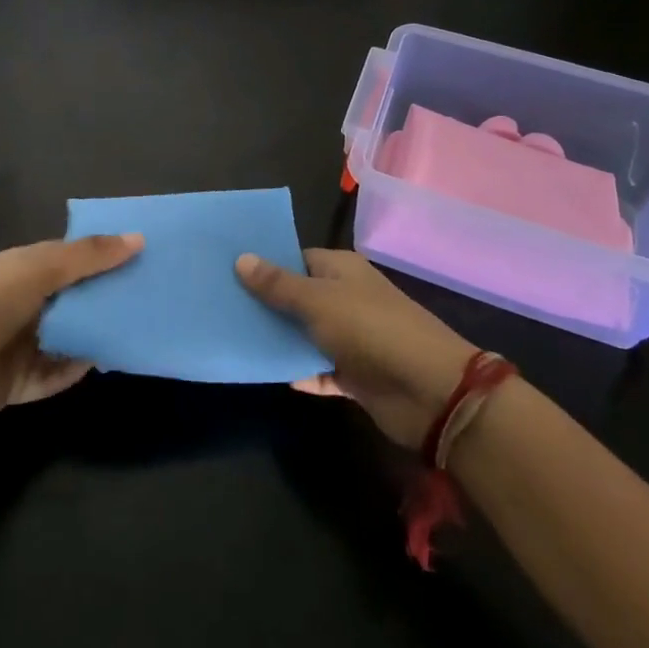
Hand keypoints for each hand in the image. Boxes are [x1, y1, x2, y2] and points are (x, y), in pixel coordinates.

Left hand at [0, 233, 141, 425]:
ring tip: (138, 331)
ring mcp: (23, 342)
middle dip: (106, 298)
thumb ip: (89, 255)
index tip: (144, 255)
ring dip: (95, 335)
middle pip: (75, 298)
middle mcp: (26, 302)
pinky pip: (59, 373)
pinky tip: (105, 361)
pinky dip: (77, 369)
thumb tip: (139, 238)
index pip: (72, 257)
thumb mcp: (42, 268)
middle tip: (150, 297)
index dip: (105, 254)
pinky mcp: (22, 380)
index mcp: (26, 268)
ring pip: (70, 337)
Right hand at [236, 249, 479, 447]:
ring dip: (279, 340)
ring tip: (233, 338)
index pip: (296, 259)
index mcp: (341, 270)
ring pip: (306, 334)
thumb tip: (241, 258)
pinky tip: (270, 373)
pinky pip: (319, 369)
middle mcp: (345, 298)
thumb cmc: (369, 329)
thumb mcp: (317, 300)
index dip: (265, 264)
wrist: (428, 389)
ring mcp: (351, 338)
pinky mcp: (355, 374)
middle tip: (220, 306)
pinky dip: (300, 371)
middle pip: (298, 297)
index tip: (228, 271)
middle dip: (265, 304)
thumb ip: (278, 284)